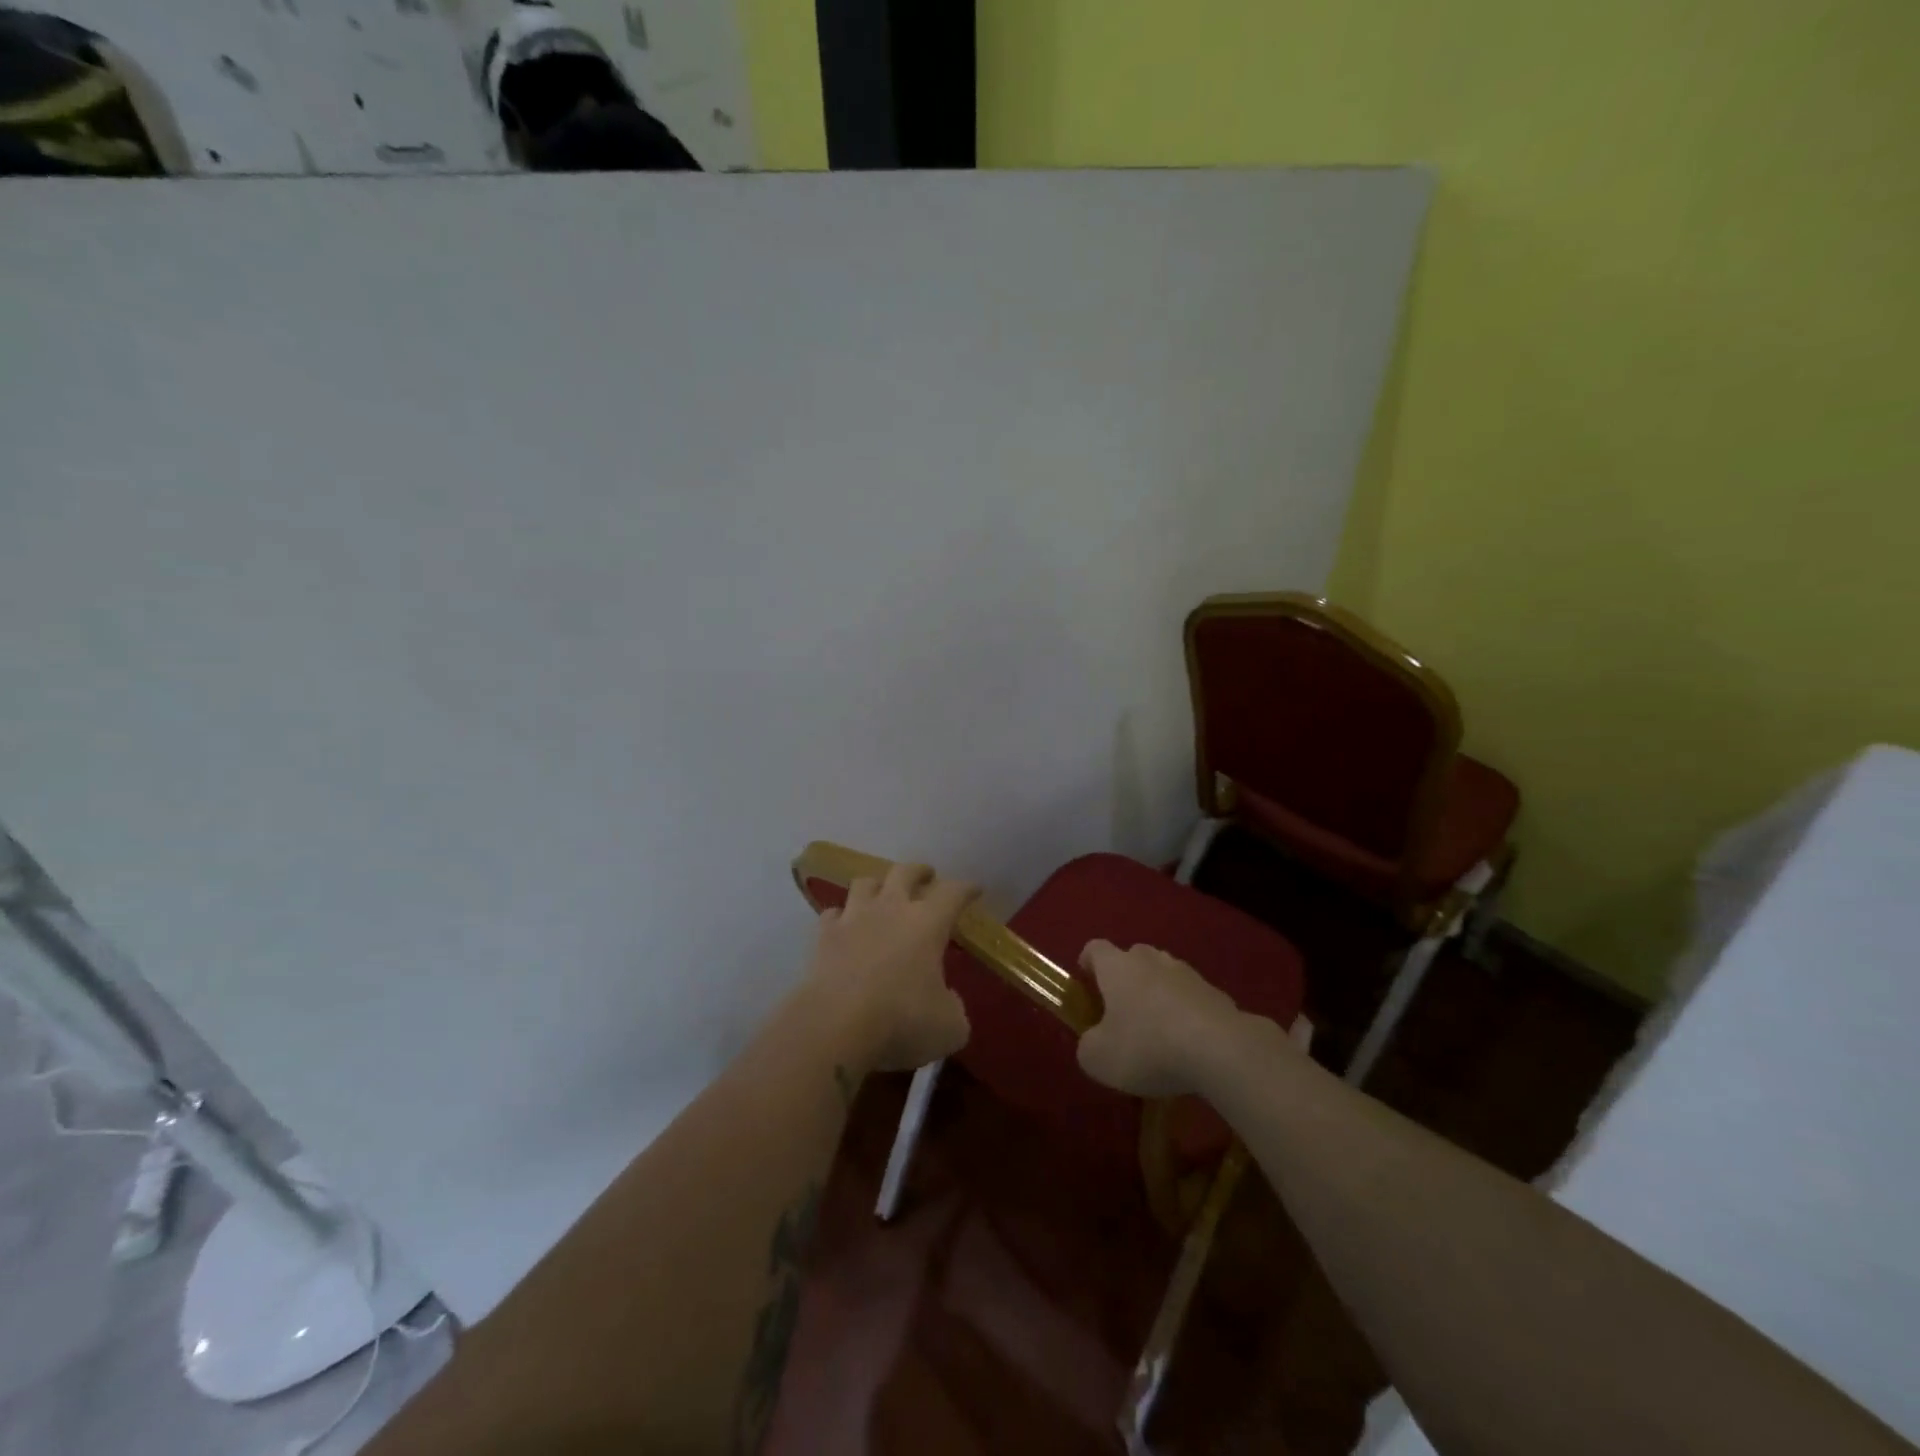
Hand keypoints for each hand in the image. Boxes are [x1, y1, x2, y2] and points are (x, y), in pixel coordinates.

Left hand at [806, 861, 976, 1073]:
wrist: (835, 1026)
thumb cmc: (901, 1021)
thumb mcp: (949, 1027)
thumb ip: (953, 1007)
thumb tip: (946, 999)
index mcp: (928, 923)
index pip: (953, 893)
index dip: (966, 888)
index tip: (975, 888)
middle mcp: (891, 909)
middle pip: (905, 872)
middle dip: (919, 871)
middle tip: (927, 875)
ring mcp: (853, 919)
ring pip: (864, 883)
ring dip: (877, 885)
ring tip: (882, 892)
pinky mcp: (823, 937)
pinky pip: (833, 914)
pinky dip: (841, 916)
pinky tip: (844, 925)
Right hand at [1075, 939, 1249, 1097]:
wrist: (1220, 1049)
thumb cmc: (1147, 1046)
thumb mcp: (1099, 1058)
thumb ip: (1088, 1046)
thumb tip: (1093, 1042)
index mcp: (1116, 966)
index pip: (1095, 948)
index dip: (1087, 963)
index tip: (1085, 984)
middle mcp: (1150, 959)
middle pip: (1132, 958)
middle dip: (1125, 979)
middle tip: (1121, 1013)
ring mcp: (1187, 973)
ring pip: (1164, 976)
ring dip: (1157, 996)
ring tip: (1157, 1033)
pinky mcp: (1216, 993)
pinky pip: (1191, 998)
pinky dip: (1185, 1014)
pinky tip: (1188, 1046)